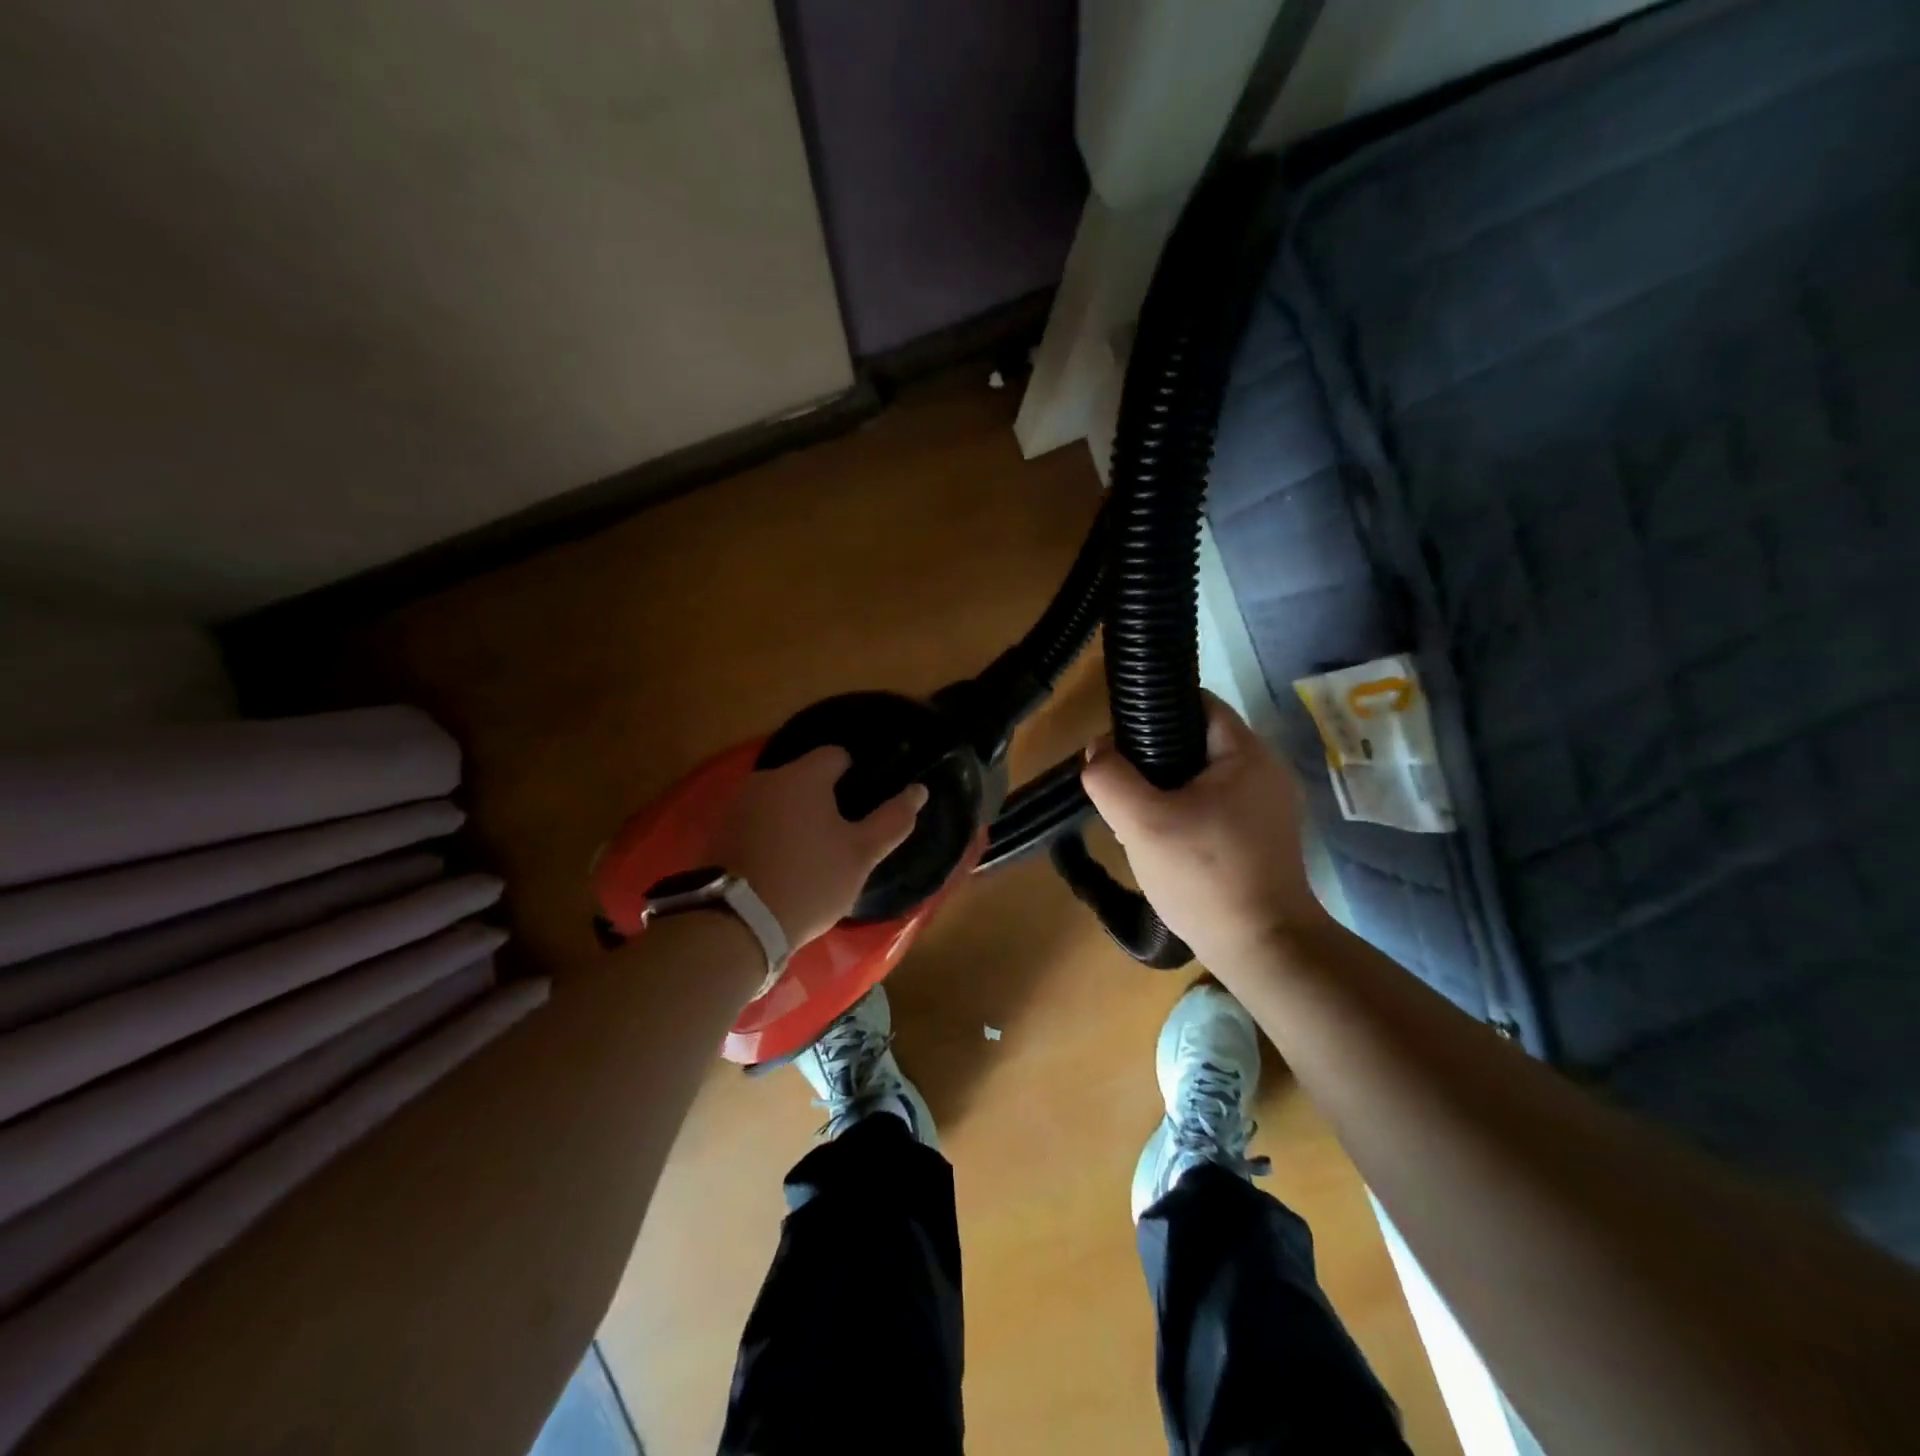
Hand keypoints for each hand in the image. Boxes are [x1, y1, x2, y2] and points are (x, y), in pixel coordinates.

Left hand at [710, 747, 927, 947]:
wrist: (737, 924)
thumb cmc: (810, 881)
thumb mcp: (861, 854)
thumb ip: (893, 819)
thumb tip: (919, 790)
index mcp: (803, 776)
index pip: (837, 755)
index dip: (856, 777)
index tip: (863, 810)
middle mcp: (766, 778)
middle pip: (805, 777)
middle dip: (824, 799)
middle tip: (840, 838)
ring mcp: (737, 804)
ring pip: (779, 800)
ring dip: (795, 817)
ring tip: (810, 855)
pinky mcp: (718, 831)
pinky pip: (756, 821)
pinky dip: (770, 834)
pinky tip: (779, 865)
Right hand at [1081, 693, 1326, 967]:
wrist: (1263, 949)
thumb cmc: (1205, 876)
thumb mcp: (1143, 823)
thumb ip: (1110, 778)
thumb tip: (1097, 751)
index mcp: (1247, 753)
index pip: (1197, 703)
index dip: (1154, 711)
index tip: (1119, 743)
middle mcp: (1265, 771)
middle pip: (1196, 741)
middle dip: (1153, 758)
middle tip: (1122, 787)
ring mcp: (1267, 806)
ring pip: (1201, 778)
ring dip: (1166, 790)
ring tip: (1137, 817)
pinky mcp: (1262, 837)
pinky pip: (1214, 807)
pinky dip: (1185, 813)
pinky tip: (1166, 842)